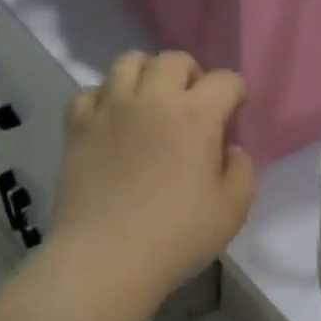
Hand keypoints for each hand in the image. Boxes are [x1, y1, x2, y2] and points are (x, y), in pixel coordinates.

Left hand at [49, 52, 256, 307]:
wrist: (105, 260)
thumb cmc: (176, 237)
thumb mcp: (233, 211)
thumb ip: (242, 171)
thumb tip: (230, 149)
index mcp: (196, 115)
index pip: (225, 80)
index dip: (236, 93)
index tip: (235, 114)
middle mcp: (152, 98)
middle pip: (174, 60)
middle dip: (192, 75)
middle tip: (193, 106)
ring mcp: (110, 108)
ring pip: (128, 62)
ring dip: (146, 75)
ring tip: (150, 102)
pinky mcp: (77, 125)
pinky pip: (90, 91)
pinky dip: (105, 98)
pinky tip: (112, 121)